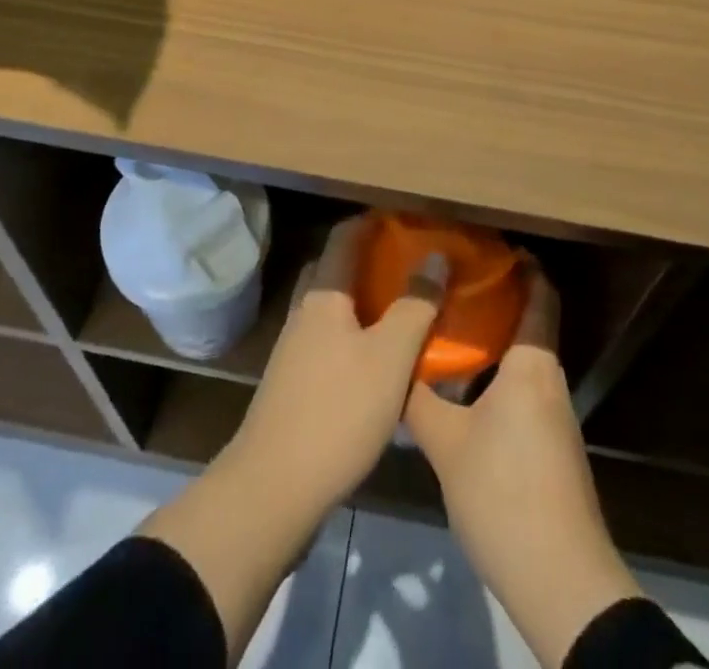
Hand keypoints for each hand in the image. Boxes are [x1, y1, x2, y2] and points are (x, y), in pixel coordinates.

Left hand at [140, 216, 445, 664]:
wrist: (273, 490)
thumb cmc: (337, 412)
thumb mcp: (390, 358)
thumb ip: (415, 305)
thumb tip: (436, 257)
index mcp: (323, 295)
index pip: (345, 236)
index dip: (374, 221)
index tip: (408, 219)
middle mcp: (303, 312)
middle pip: (334, 268)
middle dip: (368, 258)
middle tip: (408, 263)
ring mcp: (293, 349)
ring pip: (330, 306)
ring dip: (361, 298)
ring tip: (400, 307)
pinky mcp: (293, 383)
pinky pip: (327, 338)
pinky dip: (353, 332)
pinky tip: (376, 358)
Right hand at [404, 264, 642, 668]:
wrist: (559, 580)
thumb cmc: (504, 493)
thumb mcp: (447, 444)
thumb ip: (419, 400)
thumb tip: (394, 366)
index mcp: (532, 365)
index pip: (540, 295)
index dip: (523, 265)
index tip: (490, 245)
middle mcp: (549, 380)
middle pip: (530, 323)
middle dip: (497, 298)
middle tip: (452, 283)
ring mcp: (554, 416)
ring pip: (524, 359)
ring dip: (495, 339)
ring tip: (449, 328)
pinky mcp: (550, 446)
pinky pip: (523, 388)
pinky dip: (497, 373)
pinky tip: (463, 387)